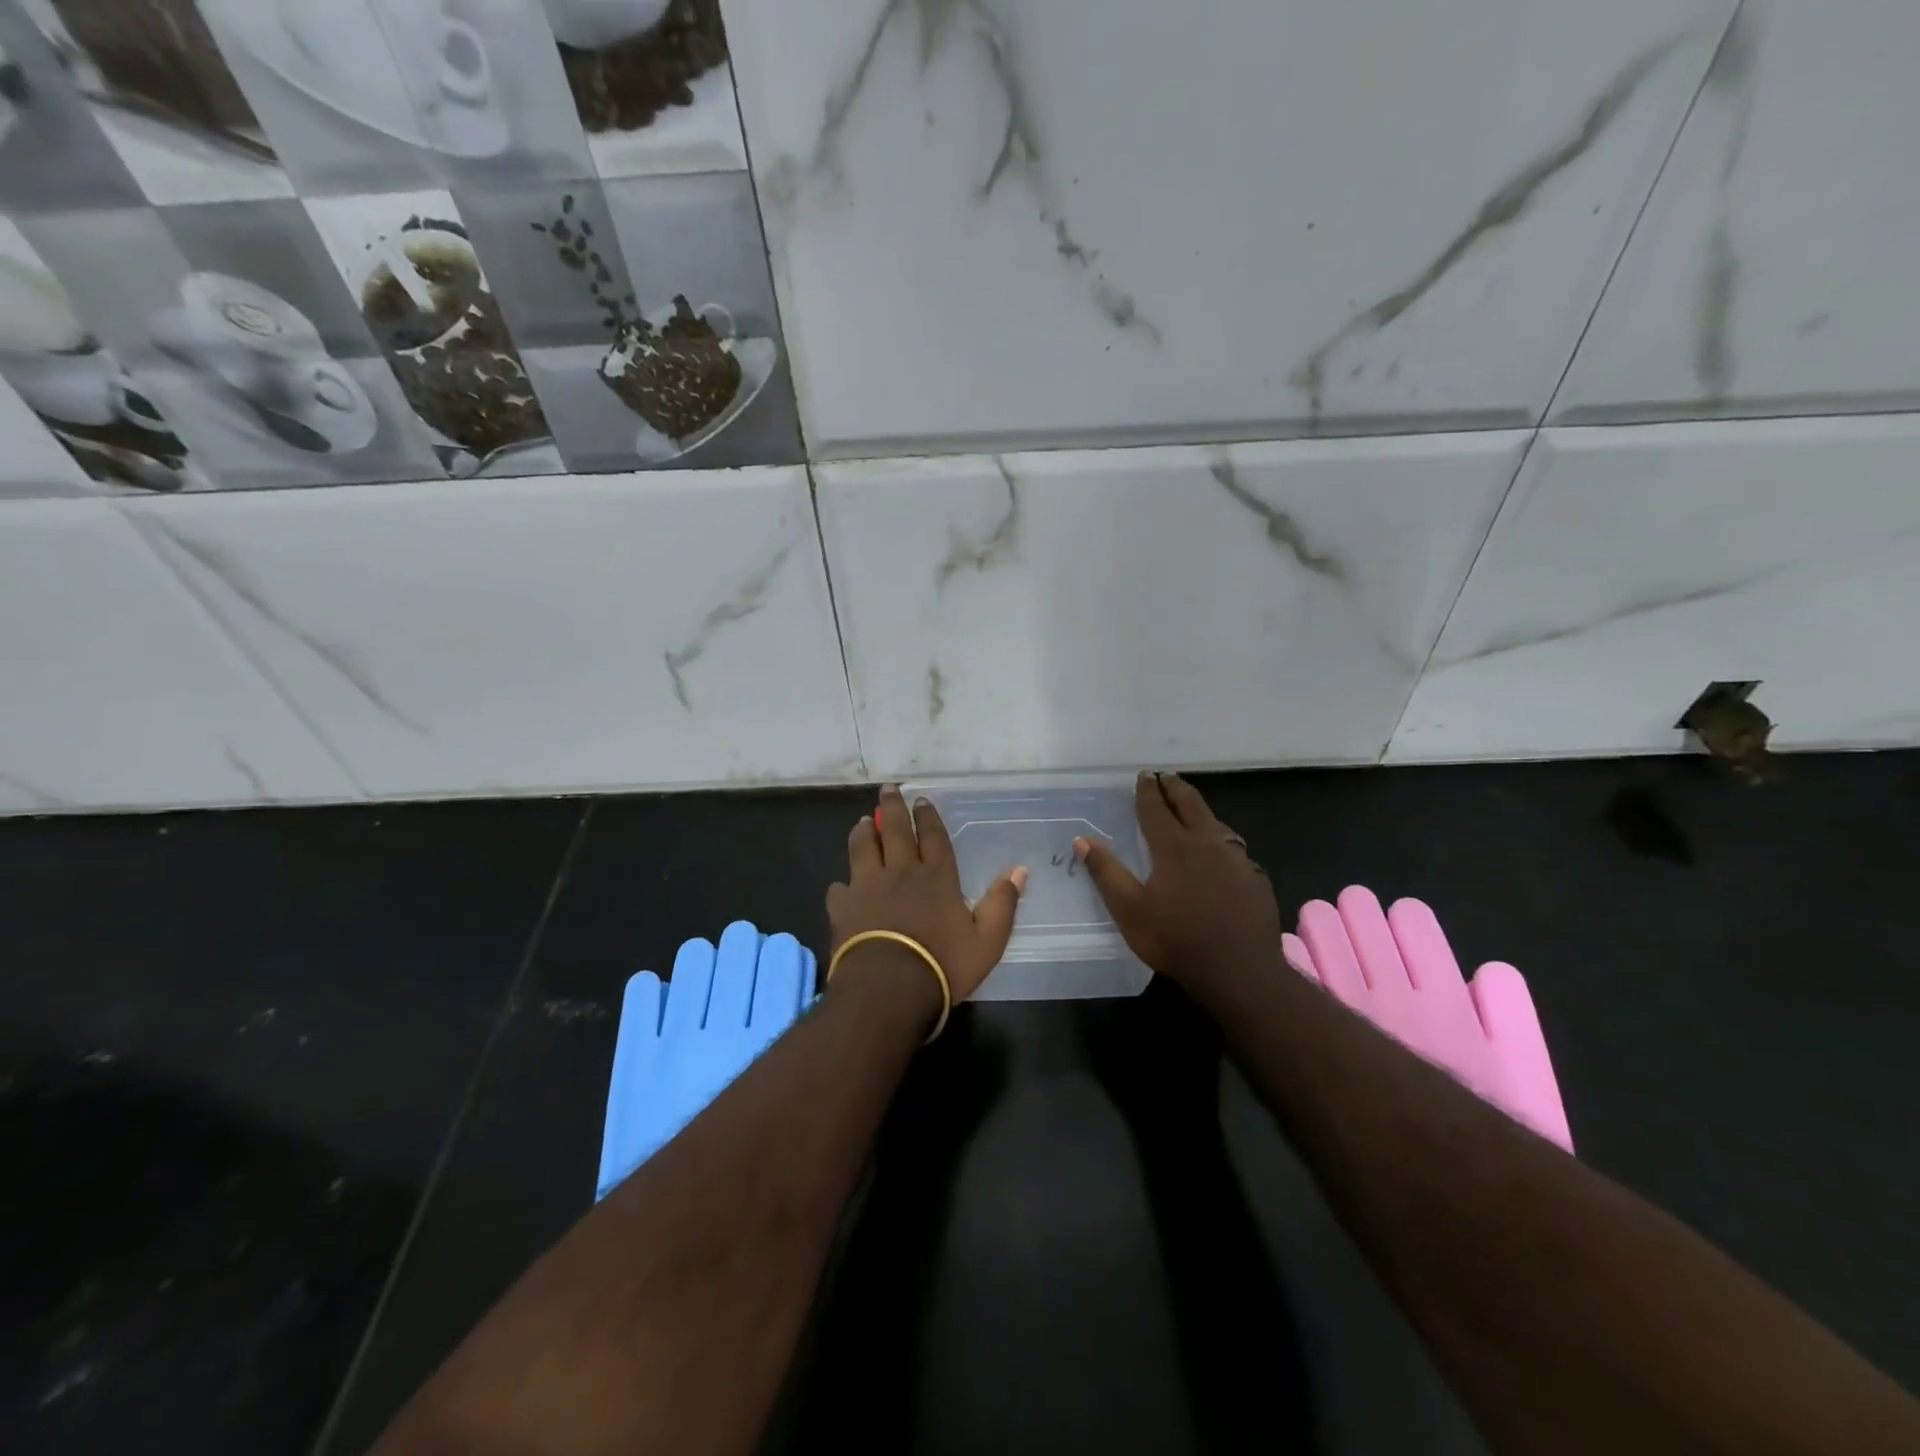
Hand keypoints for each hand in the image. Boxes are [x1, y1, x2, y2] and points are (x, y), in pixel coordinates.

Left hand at [826, 785, 1027, 1006]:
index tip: (922, 799)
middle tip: (888, 789)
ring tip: (864, 822)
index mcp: (936, 876)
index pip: (933, 836)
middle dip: (893, 807)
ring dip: (864, 832)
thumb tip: (1019, 870)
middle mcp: (900, 872)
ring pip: (862, 848)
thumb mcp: (987, 941)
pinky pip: (839, 888)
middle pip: (895, 830)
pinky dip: (842, 885)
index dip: (928, 817)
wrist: (887, 990)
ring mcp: (867, 887)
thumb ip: (1002, 904)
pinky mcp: (842, 908)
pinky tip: (842, 886)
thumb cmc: (941, 965)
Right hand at [1075, 772, 1281, 991]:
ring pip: (1216, 823)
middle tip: (1167, 776)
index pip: (1157, 808)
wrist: (1240, 972)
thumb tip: (1082, 840)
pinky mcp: (1254, 878)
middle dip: (1176, 788)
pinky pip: (1234, 848)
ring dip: (1200, 810)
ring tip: (1191, 807)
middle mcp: (1207, 843)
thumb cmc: (1176, 940)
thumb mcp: (1129, 910)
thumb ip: (1106, 872)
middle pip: (1191, 805)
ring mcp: (1236, 860)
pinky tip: (1220, 851)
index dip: (1148, 790)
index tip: (1144, 775)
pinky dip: (1220, 838)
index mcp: (1174, 846)